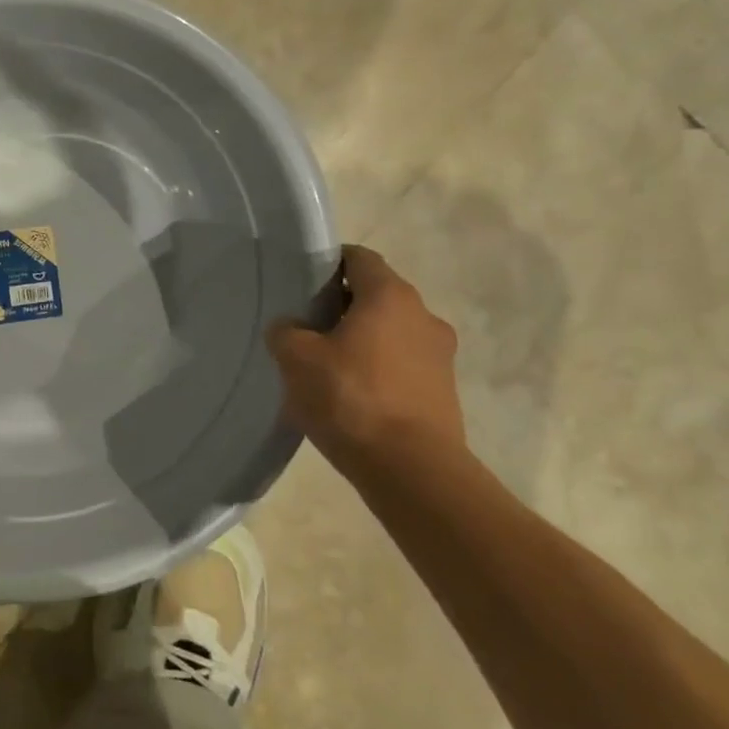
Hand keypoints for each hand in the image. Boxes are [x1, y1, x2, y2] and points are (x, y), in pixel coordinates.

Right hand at [268, 245, 465, 476]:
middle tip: (307, 327)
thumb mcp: (296, 359)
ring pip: (391, 333)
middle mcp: (423, 316)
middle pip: (376, 296)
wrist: (411, 469)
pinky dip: (378, 371)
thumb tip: (290, 328)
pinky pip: (402, 366)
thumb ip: (285, 332)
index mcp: (390, 296)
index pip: (360, 259)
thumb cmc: (350, 398)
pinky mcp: (443, 392)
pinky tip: (351, 396)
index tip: (303, 282)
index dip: (329, 263)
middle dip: (342, 306)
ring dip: (362, 341)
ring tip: (327, 366)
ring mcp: (440, 356)